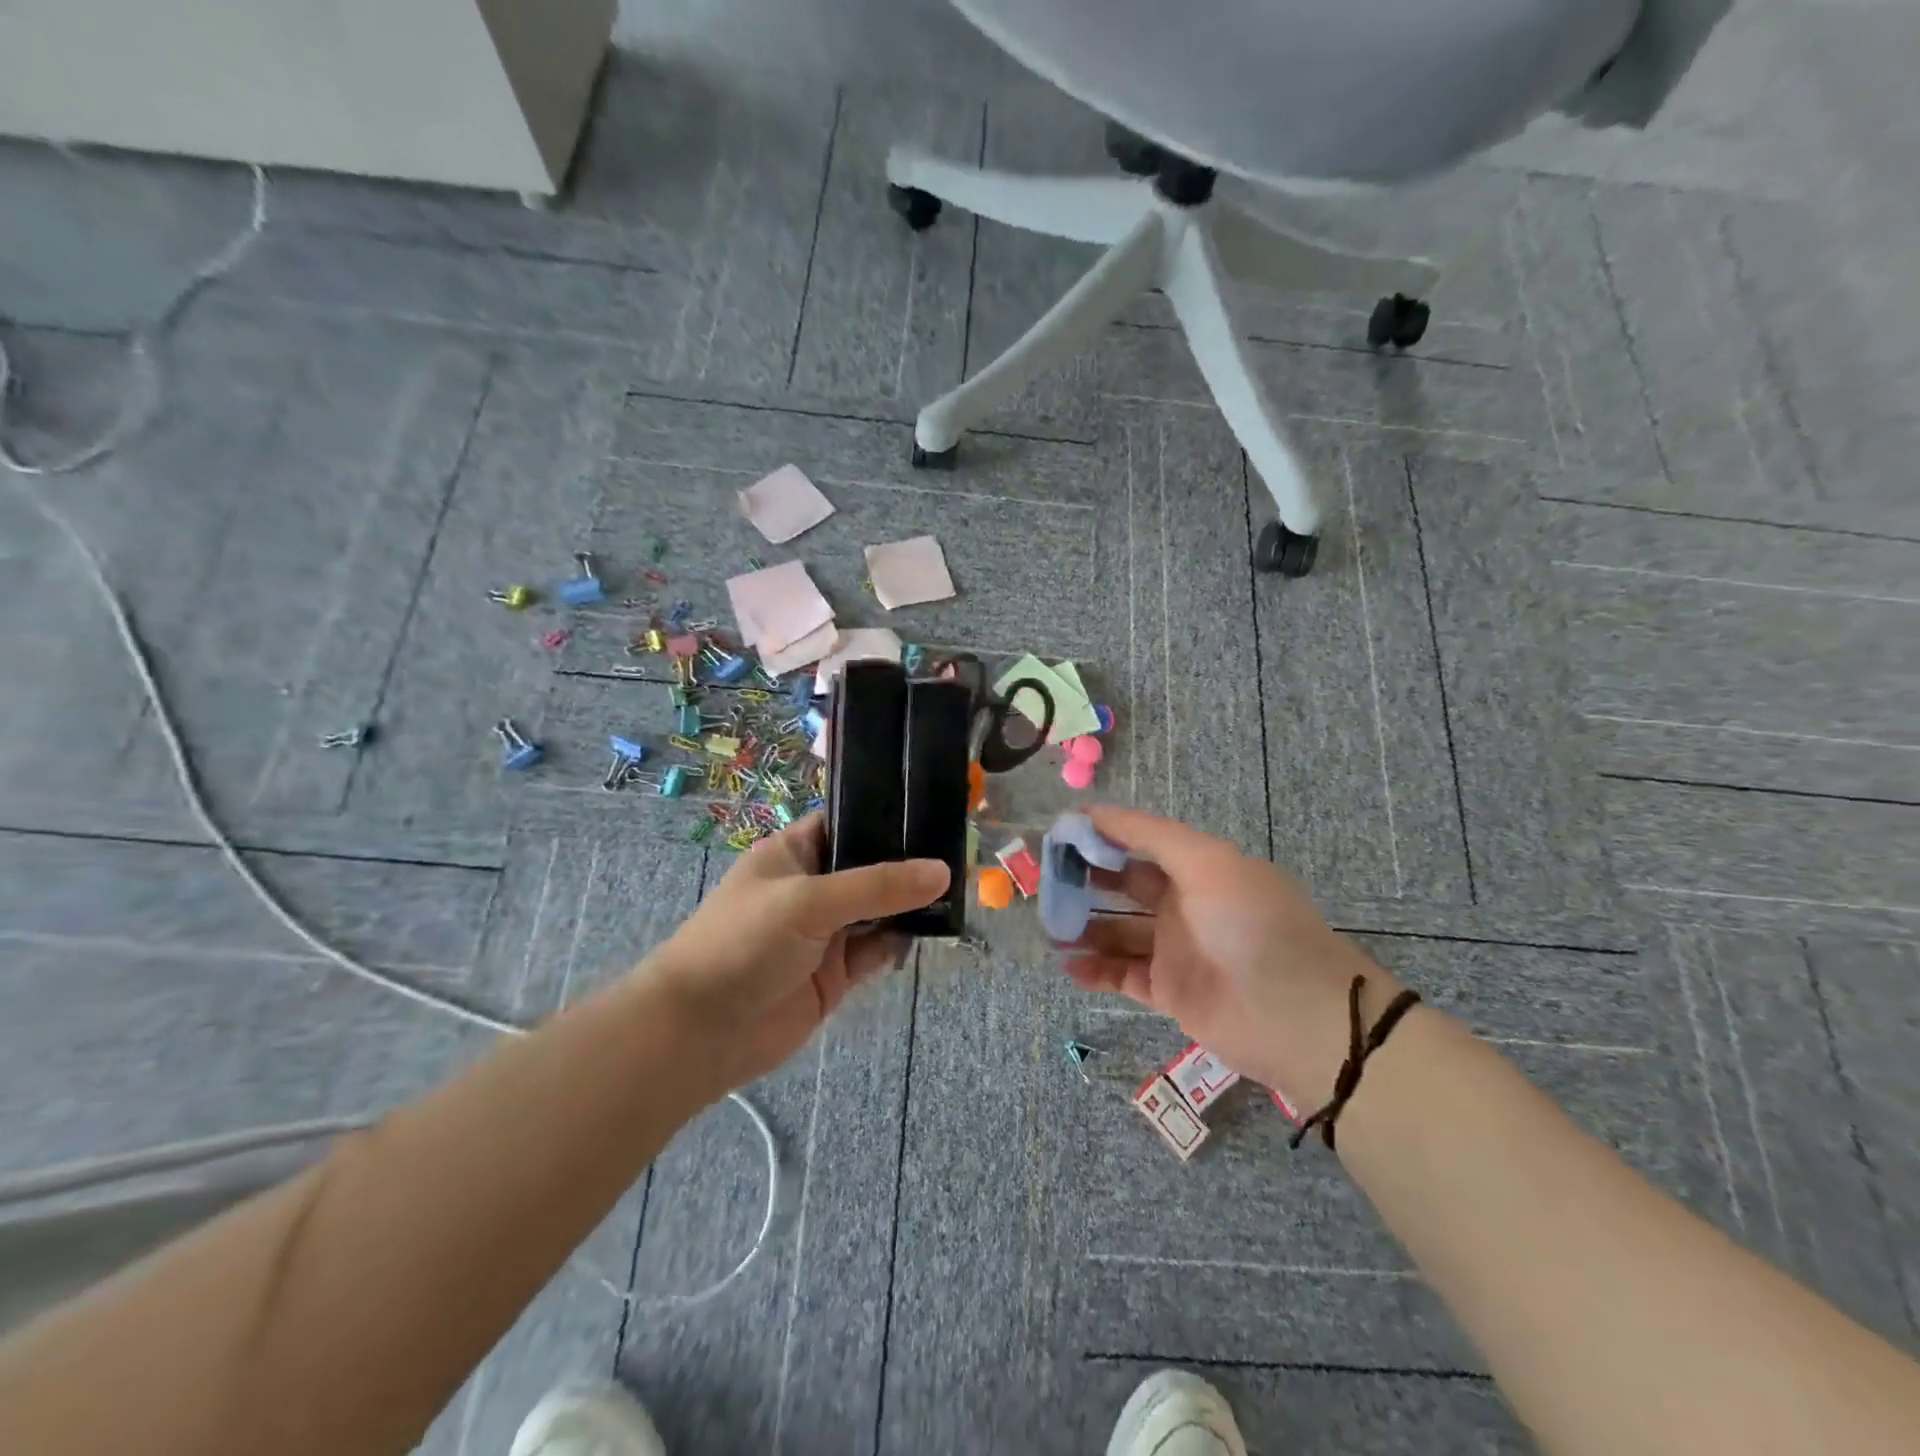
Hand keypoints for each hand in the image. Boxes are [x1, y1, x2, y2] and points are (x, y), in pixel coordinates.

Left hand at [643, 814, 948, 1092]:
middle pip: (869, 867)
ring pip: (878, 910)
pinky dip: (900, 942)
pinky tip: (933, 929)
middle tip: (961, 852)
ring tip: (960, 889)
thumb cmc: (744, 942)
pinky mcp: (835, 974)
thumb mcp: (809, 901)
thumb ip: (877, 886)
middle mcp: (812, 887)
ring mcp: (825, 932)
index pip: (846, 822)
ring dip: (910, 904)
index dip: (885, 817)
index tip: (934, 811)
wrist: (700, 1033)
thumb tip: (942, 871)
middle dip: (908, 864)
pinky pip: (877, 950)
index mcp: (793, 853)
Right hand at [1058, 806, 1401, 1109]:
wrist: (1298, 1017)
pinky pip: (1122, 974)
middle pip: (1123, 885)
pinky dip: (1093, 969)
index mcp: (1198, 867)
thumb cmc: (1252, 924)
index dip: (1101, 835)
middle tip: (1043, 879)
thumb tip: (1092, 811)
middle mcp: (1184, 904)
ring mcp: (1175, 949)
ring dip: (1083, 926)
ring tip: (1047, 924)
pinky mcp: (1169, 992)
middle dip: (1085, 879)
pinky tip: (1066, 963)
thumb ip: (1150, 834)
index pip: (1140, 843)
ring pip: (1117, 931)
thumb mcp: (1208, 862)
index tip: (1059, 833)